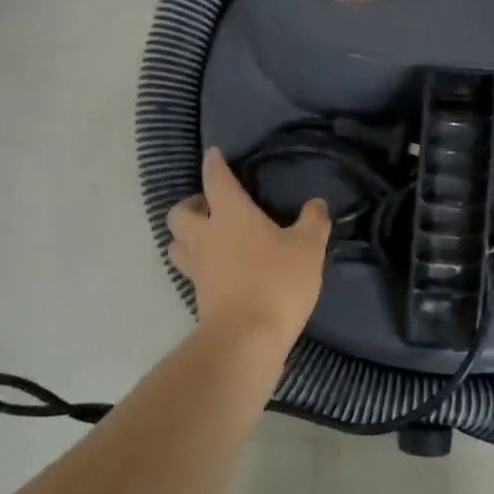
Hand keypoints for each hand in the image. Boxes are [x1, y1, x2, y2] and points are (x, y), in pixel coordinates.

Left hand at [167, 147, 330, 350]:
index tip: (213, 154)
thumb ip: (313, 222)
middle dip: (191, 204)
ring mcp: (197, 268)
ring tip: (210, 237)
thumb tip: (316, 204)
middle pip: (180, 212)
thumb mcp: (308, 248)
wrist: (246, 339)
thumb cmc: (277, 282)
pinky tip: (219, 268)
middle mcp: (205, 235)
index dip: (214, 164)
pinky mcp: (198, 295)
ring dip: (187, 236)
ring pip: (176, 243)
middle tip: (212, 207)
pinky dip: (200, 263)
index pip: (215, 179)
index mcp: (230, 214)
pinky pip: (190, 270)